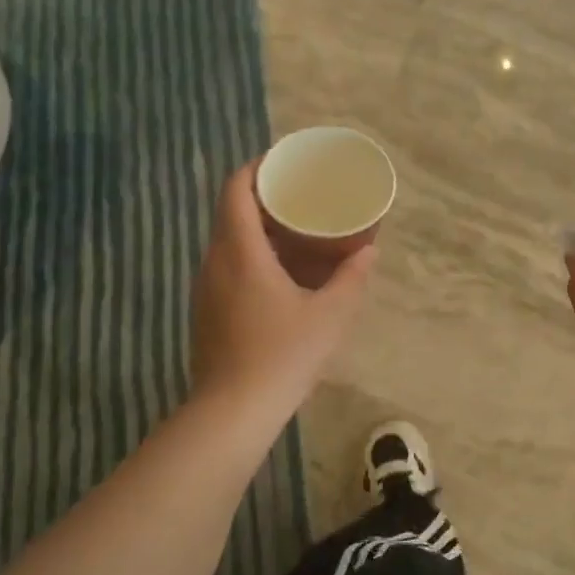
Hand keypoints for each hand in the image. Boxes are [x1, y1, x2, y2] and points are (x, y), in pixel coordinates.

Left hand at [191, 162, 376, 423]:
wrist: (232, 412)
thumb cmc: (282, 355)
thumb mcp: (330, 316)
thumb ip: (351, 279)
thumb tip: (369, 252)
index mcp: (241, 252)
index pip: (236, 190)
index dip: (256, 168)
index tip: (284, 161)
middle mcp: (215, 262)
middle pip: (230, 212)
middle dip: (262, 196)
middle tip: (299, 195)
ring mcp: (205, 289)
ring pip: (226, 241)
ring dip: (255, 227)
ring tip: (293, 230)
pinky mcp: (205, 311)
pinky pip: (225, 266)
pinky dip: (249, 255)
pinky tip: (277, 274)